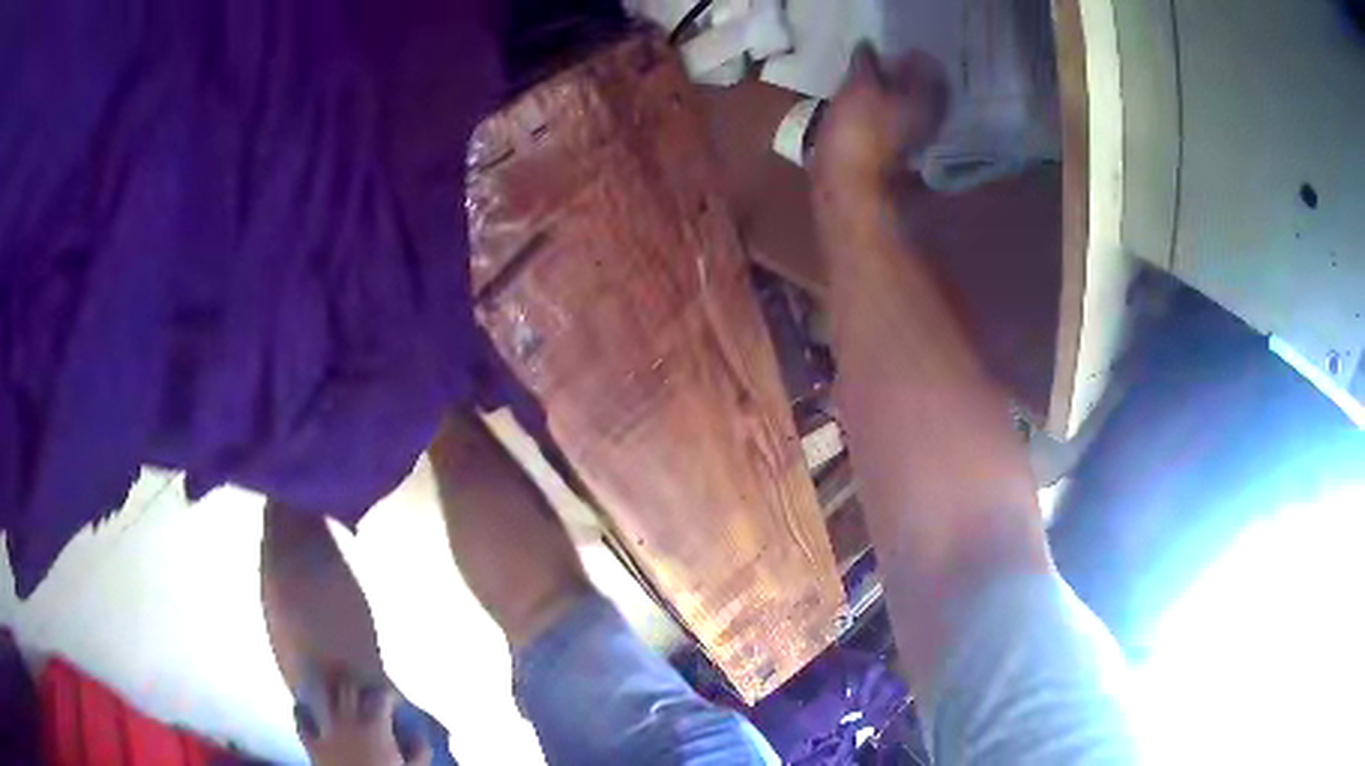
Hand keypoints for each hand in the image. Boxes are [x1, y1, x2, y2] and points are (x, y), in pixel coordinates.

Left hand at [295, 678, 430, 765]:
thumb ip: (420, 751)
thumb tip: (420, 735)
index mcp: (375, 728)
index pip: (380, 697)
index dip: (388, 696)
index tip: (394, 702)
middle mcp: (349, 722)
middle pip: (348, 689)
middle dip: (357, 688)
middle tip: (365, 696)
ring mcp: (326, 732)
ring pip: (323, 697)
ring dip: (329, 694)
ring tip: (335, 697)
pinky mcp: (312, 745)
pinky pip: (301, 722)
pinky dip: (301, 714)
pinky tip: (303, 711)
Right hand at [811, 44, 948, 190]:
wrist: (848, 189)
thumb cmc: (859, 133)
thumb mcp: (859, 87)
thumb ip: (866, 63)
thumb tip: (868, 46)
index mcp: (929, 103)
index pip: (933, 71)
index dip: (917, 58)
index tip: (899, 50)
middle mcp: (929, 123)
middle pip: (924, 93)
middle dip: (907, 78)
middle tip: (886, 63)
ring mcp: (913, 144)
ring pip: (909, 110)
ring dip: (894, 96)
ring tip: (872, 83)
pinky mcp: (894, 157)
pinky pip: (893, 126)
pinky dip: (883, 114)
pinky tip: (866, 109)